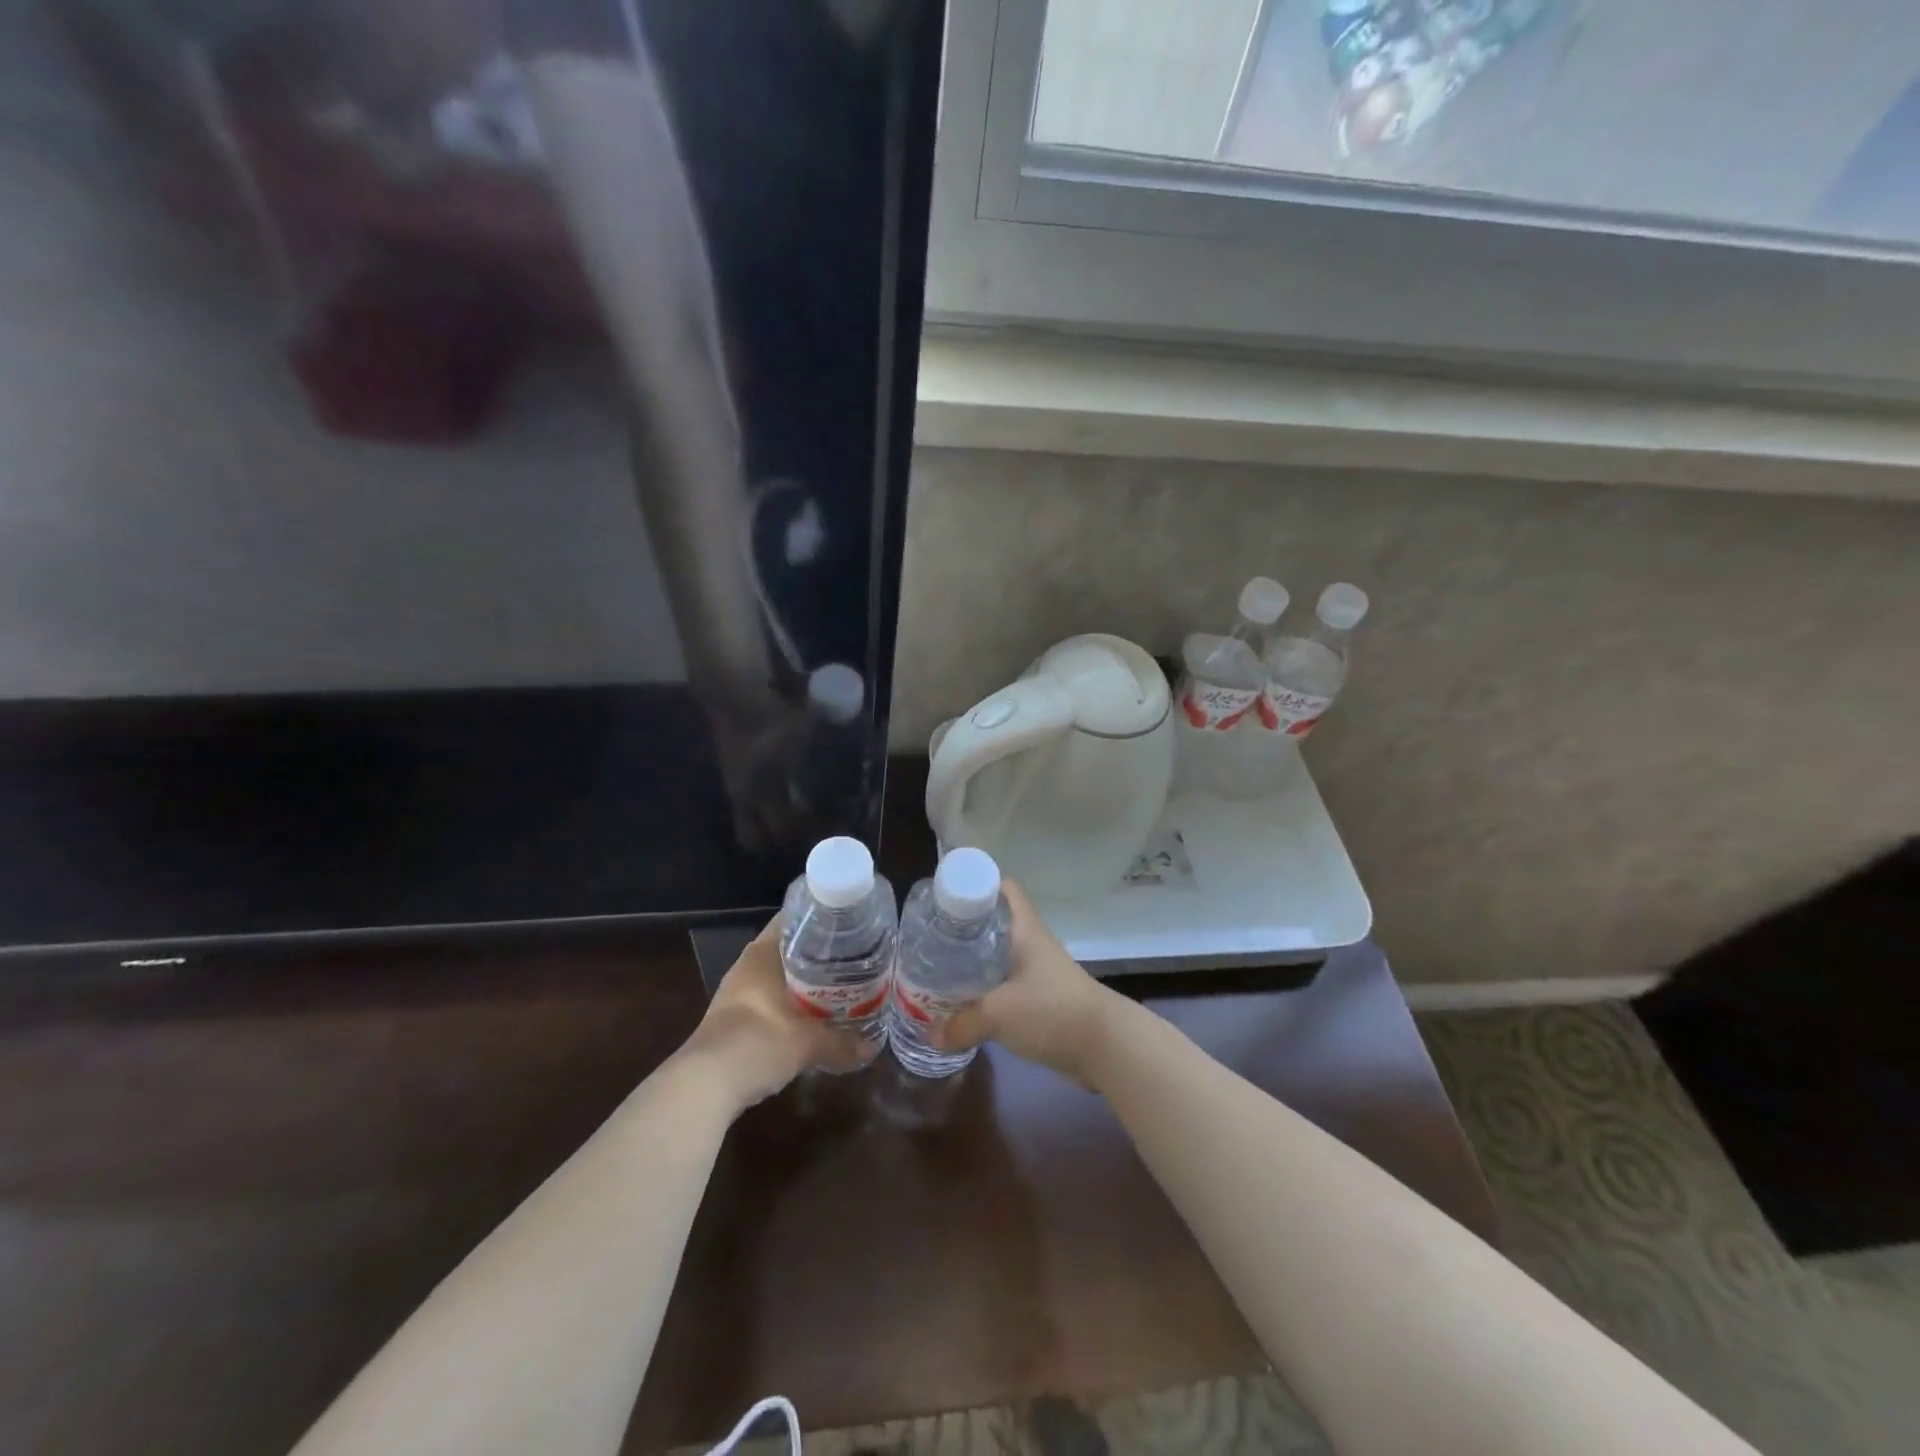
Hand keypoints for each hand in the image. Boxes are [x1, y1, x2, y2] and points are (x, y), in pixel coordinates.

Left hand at [688, 916, 878, 1108]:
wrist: (704, 1086)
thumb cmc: (757, 1043)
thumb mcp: (808, 1043)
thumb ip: (842, 1043)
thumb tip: (871, 1049)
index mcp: (763, 953)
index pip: (794, 919)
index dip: (822, 918)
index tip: (849, 924)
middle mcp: (748, 965)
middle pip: (789, 947)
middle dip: (820, 953)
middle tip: (854, 957)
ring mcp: (738, 992)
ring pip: (779, 975)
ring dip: (805, 981)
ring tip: (840, 985)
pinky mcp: (734, 1018)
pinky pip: (771, 998)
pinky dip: (791, 1002)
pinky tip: (813, 1015)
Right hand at [933, 881, 1120, 1087]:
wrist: (1104, 1045)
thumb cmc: (1051, 1011)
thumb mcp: (998, 1014)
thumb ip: (960, 1023)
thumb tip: (931, 1034)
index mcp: (1023, 929)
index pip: (1001, 887)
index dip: (974, 883)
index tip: (943, 897)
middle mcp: (1030, 942)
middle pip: (993, 922)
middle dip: (963, 928)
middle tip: (931, 938)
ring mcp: (1037, 970)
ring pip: (998, 954)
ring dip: (973, 960)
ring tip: (939, 969)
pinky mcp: (1040, 997)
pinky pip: (1005, 982)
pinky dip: (985, 988)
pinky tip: (964, 1002)